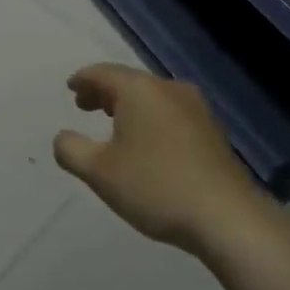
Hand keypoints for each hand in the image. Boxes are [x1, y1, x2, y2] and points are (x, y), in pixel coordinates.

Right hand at [54, 64, 265, 252]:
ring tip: (113, 123)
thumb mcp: (100, 172)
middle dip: (104, 92)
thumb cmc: (156, 187)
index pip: (102, 73)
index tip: (70, 87)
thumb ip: (71, 150)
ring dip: (128, 106)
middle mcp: (168, 88)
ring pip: (152, 97)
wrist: (227, 216)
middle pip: (129, 81)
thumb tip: (62, 137)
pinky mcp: (212, 130)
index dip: (83, 79)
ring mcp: (196, 108)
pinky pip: (170, 112)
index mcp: (139, 89)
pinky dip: (151, 118)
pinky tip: (147, 141)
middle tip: (85, 106)